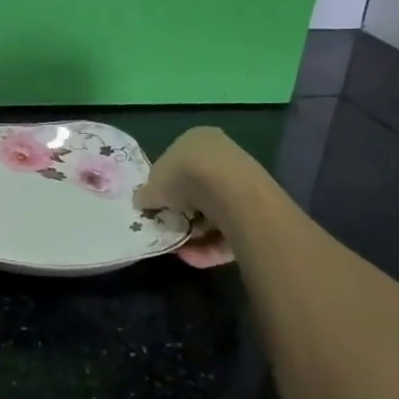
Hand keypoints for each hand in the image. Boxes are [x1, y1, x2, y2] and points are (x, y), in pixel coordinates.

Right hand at [134, 127, 271, 268]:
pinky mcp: (257, 212)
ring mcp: (242, 184)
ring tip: (179, 248)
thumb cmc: (184, 176)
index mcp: (196, 140)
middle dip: (181, 213)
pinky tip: (193, 257)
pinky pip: (229, 230)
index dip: (164, 186)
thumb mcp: (152, 186)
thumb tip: (142, 202)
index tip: (156, 206)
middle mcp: (222, 157)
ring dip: (194, 233)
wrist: (232, 193)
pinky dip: (210, 246)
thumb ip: (146, 195)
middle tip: (168, 227)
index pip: (176, 163)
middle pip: (196, 190)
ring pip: (213, 213)